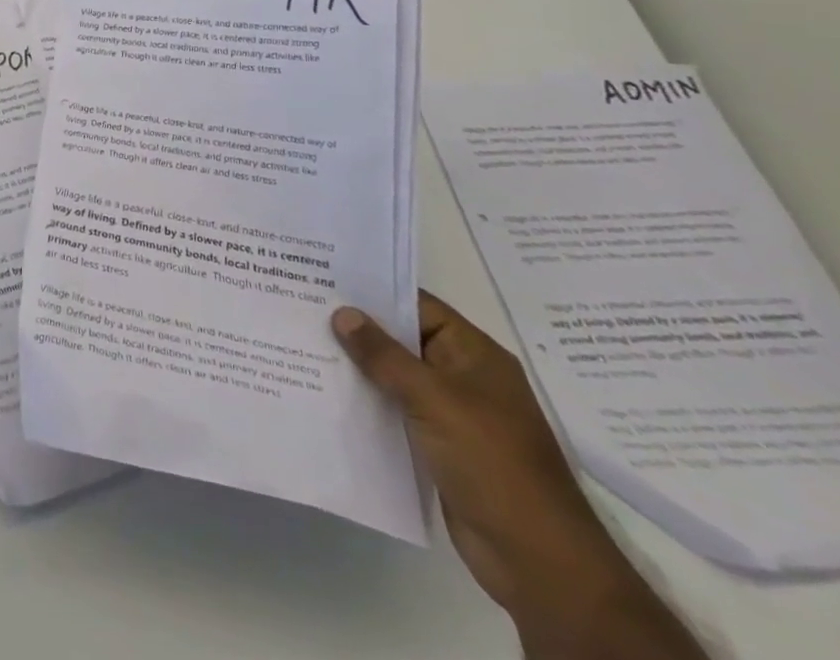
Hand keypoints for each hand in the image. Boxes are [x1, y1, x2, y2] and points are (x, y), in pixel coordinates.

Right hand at [333, 294, 703, 659]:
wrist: (538, 560)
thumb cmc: (493, 463)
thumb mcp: (434, 399)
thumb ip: (384, 355)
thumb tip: (342, 313)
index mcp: (474, 354)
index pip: (417, 305)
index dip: (373, 291)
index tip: (324, 278)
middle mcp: (463, 376)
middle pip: (402, 339)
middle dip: (357, 328)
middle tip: (302, 307)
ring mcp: (451, 413)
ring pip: (394, 376)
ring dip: (357, 366)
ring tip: (303, 344)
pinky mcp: (437, 446)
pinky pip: (394, 410)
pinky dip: (366, 401)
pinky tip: (327, 392)